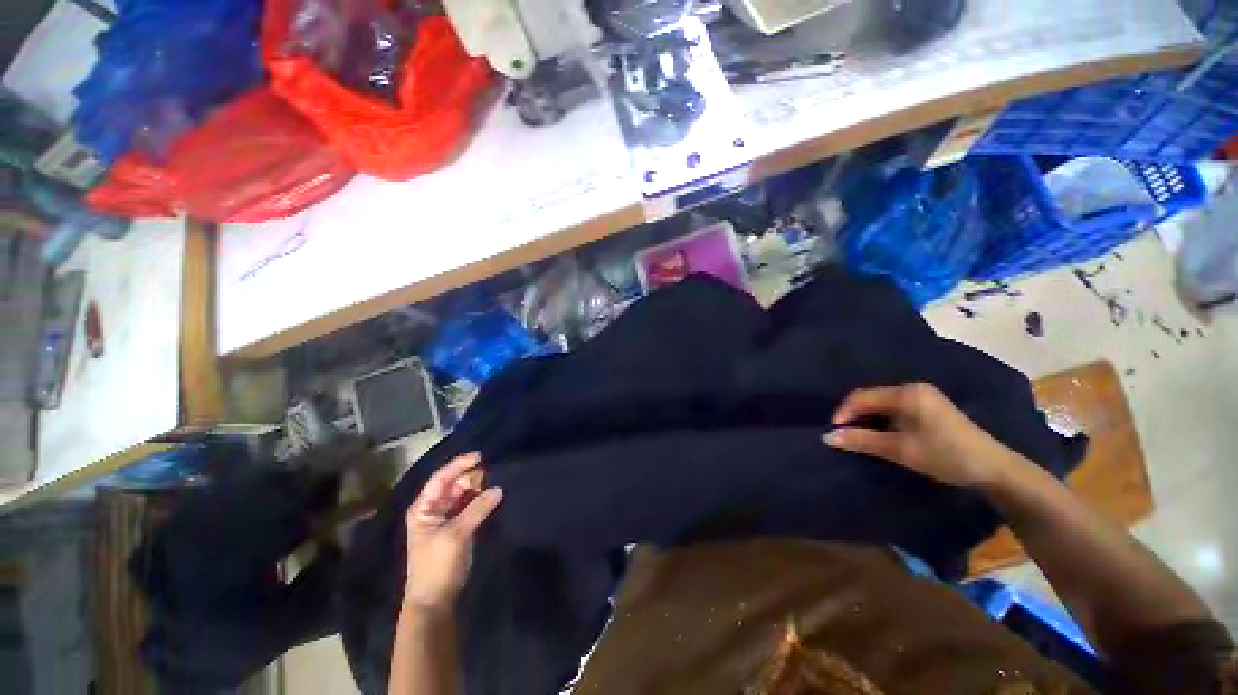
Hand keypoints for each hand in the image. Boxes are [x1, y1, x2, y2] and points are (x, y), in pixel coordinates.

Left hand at [403, 453, 502, 611]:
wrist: (434, 600)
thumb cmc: (436, 564)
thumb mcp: (456, 534)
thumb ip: (477, 509)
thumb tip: (499, 488)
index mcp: (424, 507)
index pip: (441, 478)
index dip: (459, 464)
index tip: (480, 456)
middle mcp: (434, 508)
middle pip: (453, 484)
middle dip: (471, 476)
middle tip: (492, 471)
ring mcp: (446, 518)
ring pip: (463, 494)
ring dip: (477, 487)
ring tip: (496, 480)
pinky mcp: (458, 527)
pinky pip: (470, 506)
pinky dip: (480, 499)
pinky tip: (493, 495)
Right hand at [823, 383, 1015, 487]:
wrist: (994, 469)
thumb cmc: (946, 455)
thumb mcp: (900, 449)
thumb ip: (862, 440)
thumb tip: (826, 437)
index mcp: (906, 393)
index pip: (861, 396)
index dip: (843, 413)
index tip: (833, 433)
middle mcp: (912, 388)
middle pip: (870, 398)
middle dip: (854, 416)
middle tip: (843, 436)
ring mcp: (922, 397)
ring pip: (881, 404)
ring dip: (867, 419)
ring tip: (857, 437)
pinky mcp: (927, 408)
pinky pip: (893, 409)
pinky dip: (881, 421)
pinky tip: (879, 434)